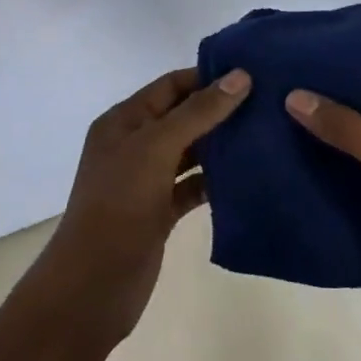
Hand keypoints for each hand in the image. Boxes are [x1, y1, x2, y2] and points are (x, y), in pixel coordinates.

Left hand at [37, 66, 251, 342]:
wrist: (92, 286)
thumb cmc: (119, 205)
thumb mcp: (156, 148)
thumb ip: (198, 112)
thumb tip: (240, 76)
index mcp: (124, 121)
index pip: (170, 85)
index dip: (207, 77)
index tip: (251, 74)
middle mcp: (134, 145)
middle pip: (182, 117)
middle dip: (220, 110)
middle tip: (268, 104)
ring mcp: (146, 180)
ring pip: (190, 152)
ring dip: (221, 145)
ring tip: (266, 135)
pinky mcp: (160, 212)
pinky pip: (192, 186)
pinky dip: (215, 181)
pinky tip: (247, 177)